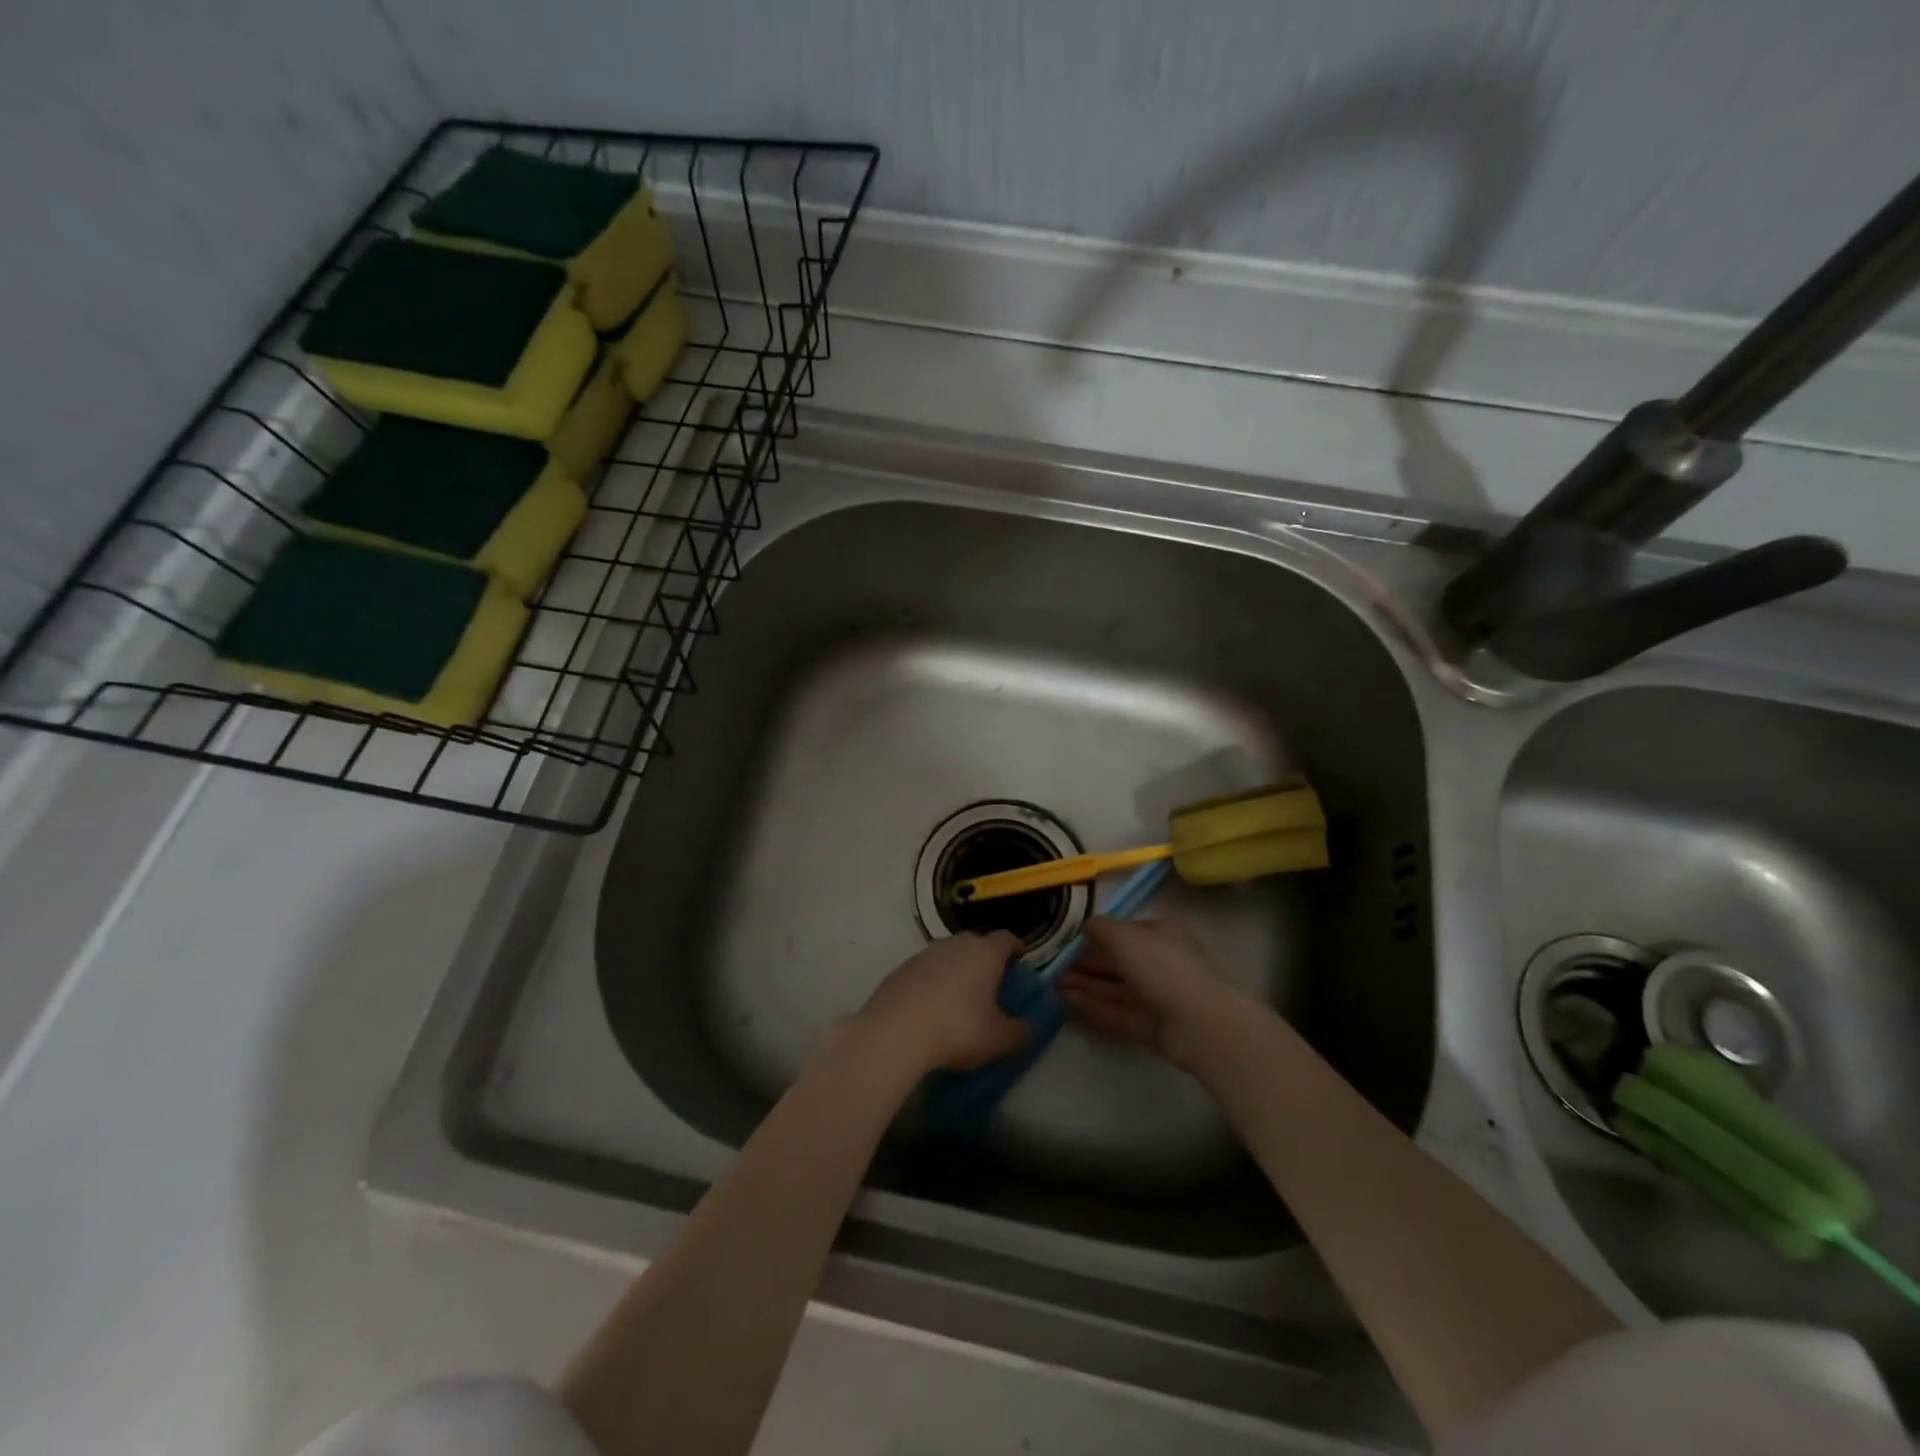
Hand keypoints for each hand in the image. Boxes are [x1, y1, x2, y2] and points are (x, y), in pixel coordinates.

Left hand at [851, 931, 1028, 1072]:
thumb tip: (1028, 1026)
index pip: (1007, 939)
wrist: (894, 1033)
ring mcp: (923, 954)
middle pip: (975, 943)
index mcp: (985, 953)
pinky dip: (931, 983)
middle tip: (991, 983)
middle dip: (984, 959)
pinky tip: (929, 1008)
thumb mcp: (999, 1039)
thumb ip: (1021, 1031)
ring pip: (947, 955)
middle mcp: (954, 944)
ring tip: (958, 998)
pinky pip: (924, 971)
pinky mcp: (899, 970)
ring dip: (955, 970)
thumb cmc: (958, 1029)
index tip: (1021, 962)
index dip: (1016, 949)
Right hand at [1057, 917, 1254, 1071]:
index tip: (1065, 944)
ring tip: (1053, 987)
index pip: (1122, 933)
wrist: (1200, 1022)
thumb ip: (1100, 928)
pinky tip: (1067, 1004)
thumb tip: (1085, 927)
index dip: (1093, 937)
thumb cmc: (1162, 966)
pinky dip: (1093, 1008)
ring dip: (1084, 987)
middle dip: (1084, 965)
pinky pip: (1117, 1013)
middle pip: (1116, 962)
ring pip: (1114, 989)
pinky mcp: (1151, 1027)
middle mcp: (1158, 963)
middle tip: (1052, 969)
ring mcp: (1156, 997)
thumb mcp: (1124, 935)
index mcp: (1158, 935)